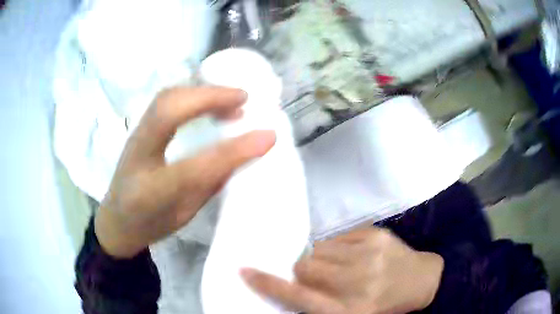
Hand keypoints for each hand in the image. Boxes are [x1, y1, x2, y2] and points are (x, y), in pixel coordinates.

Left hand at [95, 87, 275, 258]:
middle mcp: (137, 156)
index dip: (233, 150)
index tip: (269, 136)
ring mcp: (134, 137)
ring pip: (165, 98)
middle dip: (210, 97)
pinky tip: (208, 101)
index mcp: (150, 193)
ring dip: (201, 91)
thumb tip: (242, 154)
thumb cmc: (150, 225)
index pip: (195, 166)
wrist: (116, 220)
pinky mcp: (138, 128)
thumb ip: (209, 185)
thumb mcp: (183, 216)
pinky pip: (163, 101)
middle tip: (244, 100)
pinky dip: (190, 94)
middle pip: (168, 111)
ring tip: (231, 99)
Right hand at [241, 228, 443, 313]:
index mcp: (347, 310)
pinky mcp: (376, 234)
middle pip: (304, 267)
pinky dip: (339, 247)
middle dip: (304, 270)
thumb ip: (318, 303)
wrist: (422, 281)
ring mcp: (368, 254)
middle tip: (319, 276)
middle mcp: (355, 282)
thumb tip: (292, 282)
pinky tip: (356, 255)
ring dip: (321, 258)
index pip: (297, 296)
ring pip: (319, 249)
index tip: (244, 270)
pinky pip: (339, 237)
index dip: (268, 283)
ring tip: (342, 266)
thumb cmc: (384, 305)